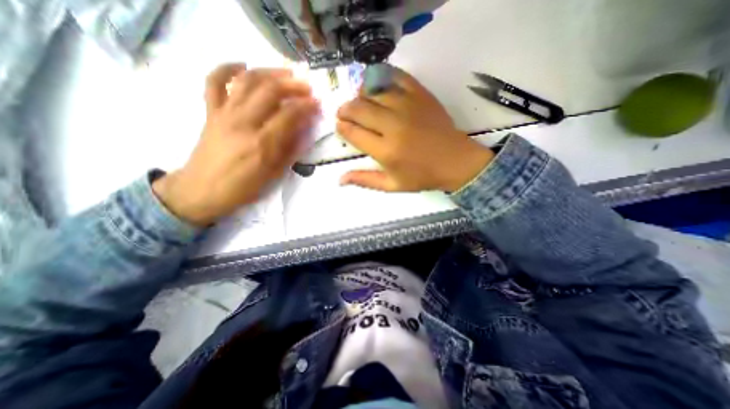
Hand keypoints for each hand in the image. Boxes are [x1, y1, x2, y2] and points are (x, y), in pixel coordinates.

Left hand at [153, 62, 319, 226]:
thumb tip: (304, 130)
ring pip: (246, 81)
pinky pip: (213, 82)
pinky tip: (241, 66)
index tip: (317, 104)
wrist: (202, 190)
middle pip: (270, 91)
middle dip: (293, 85)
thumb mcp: (274, 174)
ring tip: (285, 73)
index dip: (306, 106)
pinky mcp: (210, 112)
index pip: (289, 115)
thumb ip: (290, 150)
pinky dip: (226, 68)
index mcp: (262, 143)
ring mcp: (224, 114)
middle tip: (307, 87)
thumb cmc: (243, 187)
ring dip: (269, 72)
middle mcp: (243, 122)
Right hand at [337, 67, 495, 193]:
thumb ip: (365, 180)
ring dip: (360, 95)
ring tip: (360, 103)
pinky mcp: (420, 94)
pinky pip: (395, 76)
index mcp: (386, 151)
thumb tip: (340, 179)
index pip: (353, 133)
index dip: (342, 128)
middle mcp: (393, 125)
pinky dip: (382, 77)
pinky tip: (377, 86)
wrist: (455, 161)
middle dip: (345, 110)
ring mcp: (407, 106)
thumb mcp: (392, 185)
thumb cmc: (422, 176)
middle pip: (358, 108)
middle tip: (344, 113)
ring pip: (373, 91)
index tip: (340, 127)